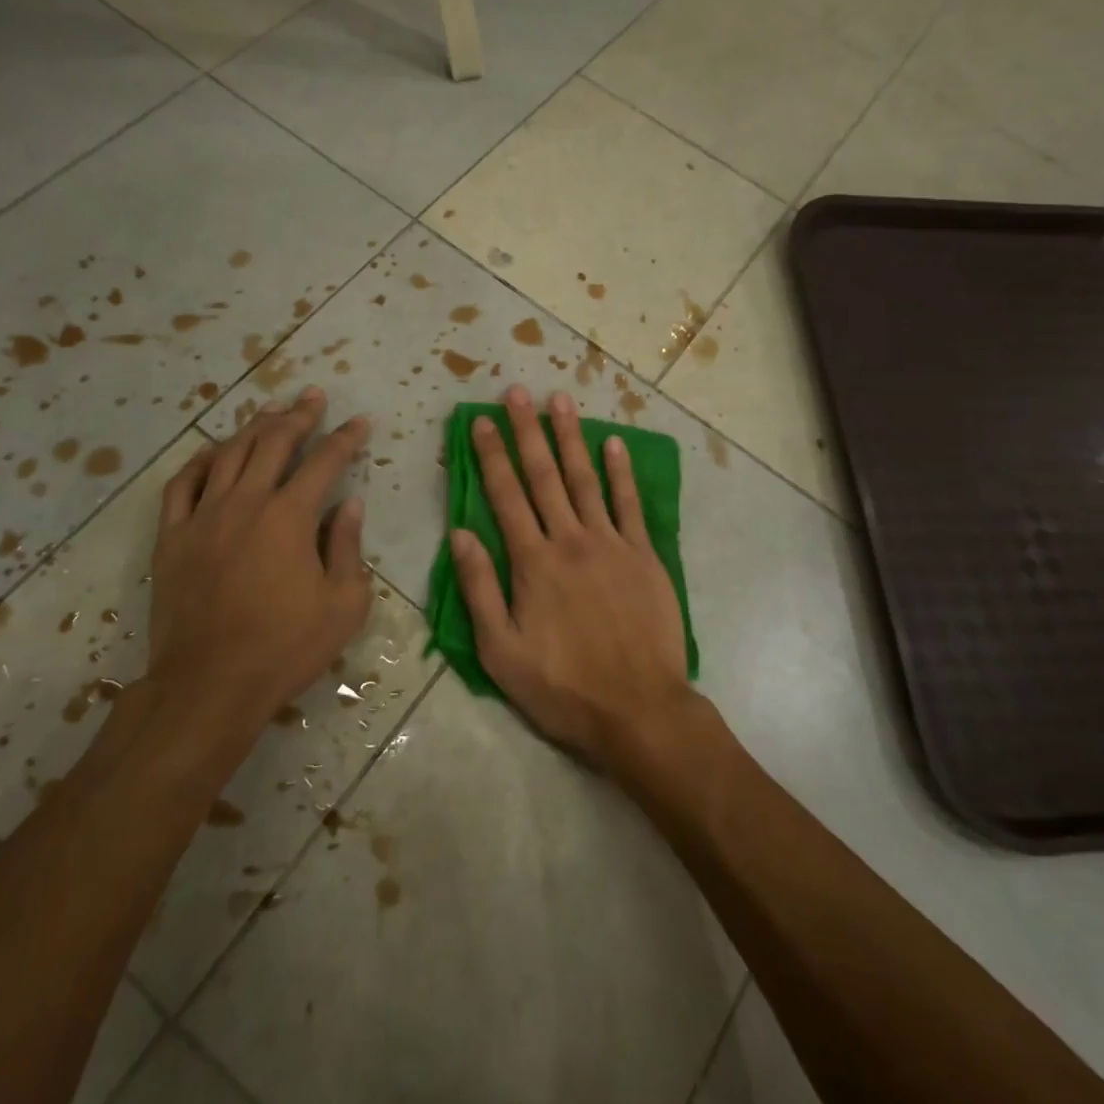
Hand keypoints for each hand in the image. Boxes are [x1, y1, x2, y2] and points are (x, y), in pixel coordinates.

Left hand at [149, 385, 372, 749]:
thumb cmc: (285, 647)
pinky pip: (183, 483)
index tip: (359, 422)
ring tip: (271, 411)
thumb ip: (347, 546)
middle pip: (273, 443)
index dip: (345, 438)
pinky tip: (214, 451)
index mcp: (290, 517)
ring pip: (229, 453)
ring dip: (254, 427)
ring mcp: (203, 516)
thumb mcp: (343, 604)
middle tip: (313, 397)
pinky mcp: (172, 536)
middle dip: (298, 415)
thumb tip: (351, 504)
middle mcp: (246, 502)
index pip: (324, 462)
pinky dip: (201, 460)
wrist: (209, 685)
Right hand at [451, 385, 695, 771]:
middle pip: (544, 475)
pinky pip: (629, 505)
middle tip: (516, 393)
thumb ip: (479, 589)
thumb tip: (459, 533)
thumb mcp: (501, 651)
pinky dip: (621, 473)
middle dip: (527, 431)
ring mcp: (611, 544)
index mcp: (532, 562)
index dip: (491, 454)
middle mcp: (570, 540)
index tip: (480, 420)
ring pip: (585, 479)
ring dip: (571, 438)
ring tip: (560, 401)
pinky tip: (613, 445)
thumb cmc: (562, 687)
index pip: (505, 495)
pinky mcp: (644, 556)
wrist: (638, 710)